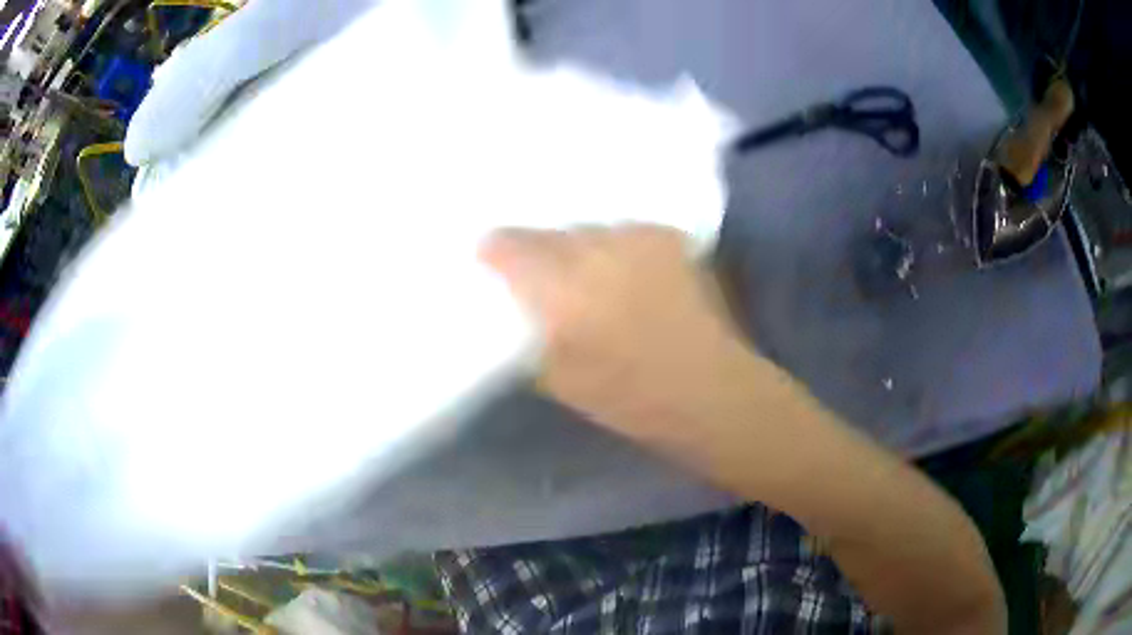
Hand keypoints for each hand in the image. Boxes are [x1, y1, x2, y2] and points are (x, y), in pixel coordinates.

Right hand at [480, 225, 752, 441]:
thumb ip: (529, 333)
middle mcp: (594, 250)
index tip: (492, 261)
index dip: (495, 252)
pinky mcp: (667, 236)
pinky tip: (627, 273)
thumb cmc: (628, 398)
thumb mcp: (558, 378)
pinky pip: (624, 233)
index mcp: (560, 289)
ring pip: (588, 230)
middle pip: (549, 233)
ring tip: (592, 275)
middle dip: (540, 252)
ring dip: (581, 249)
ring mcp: (635, 238)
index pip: (508, 246)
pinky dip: (617, 249)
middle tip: (546, 277)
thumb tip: (516, 306)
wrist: (709, 389)